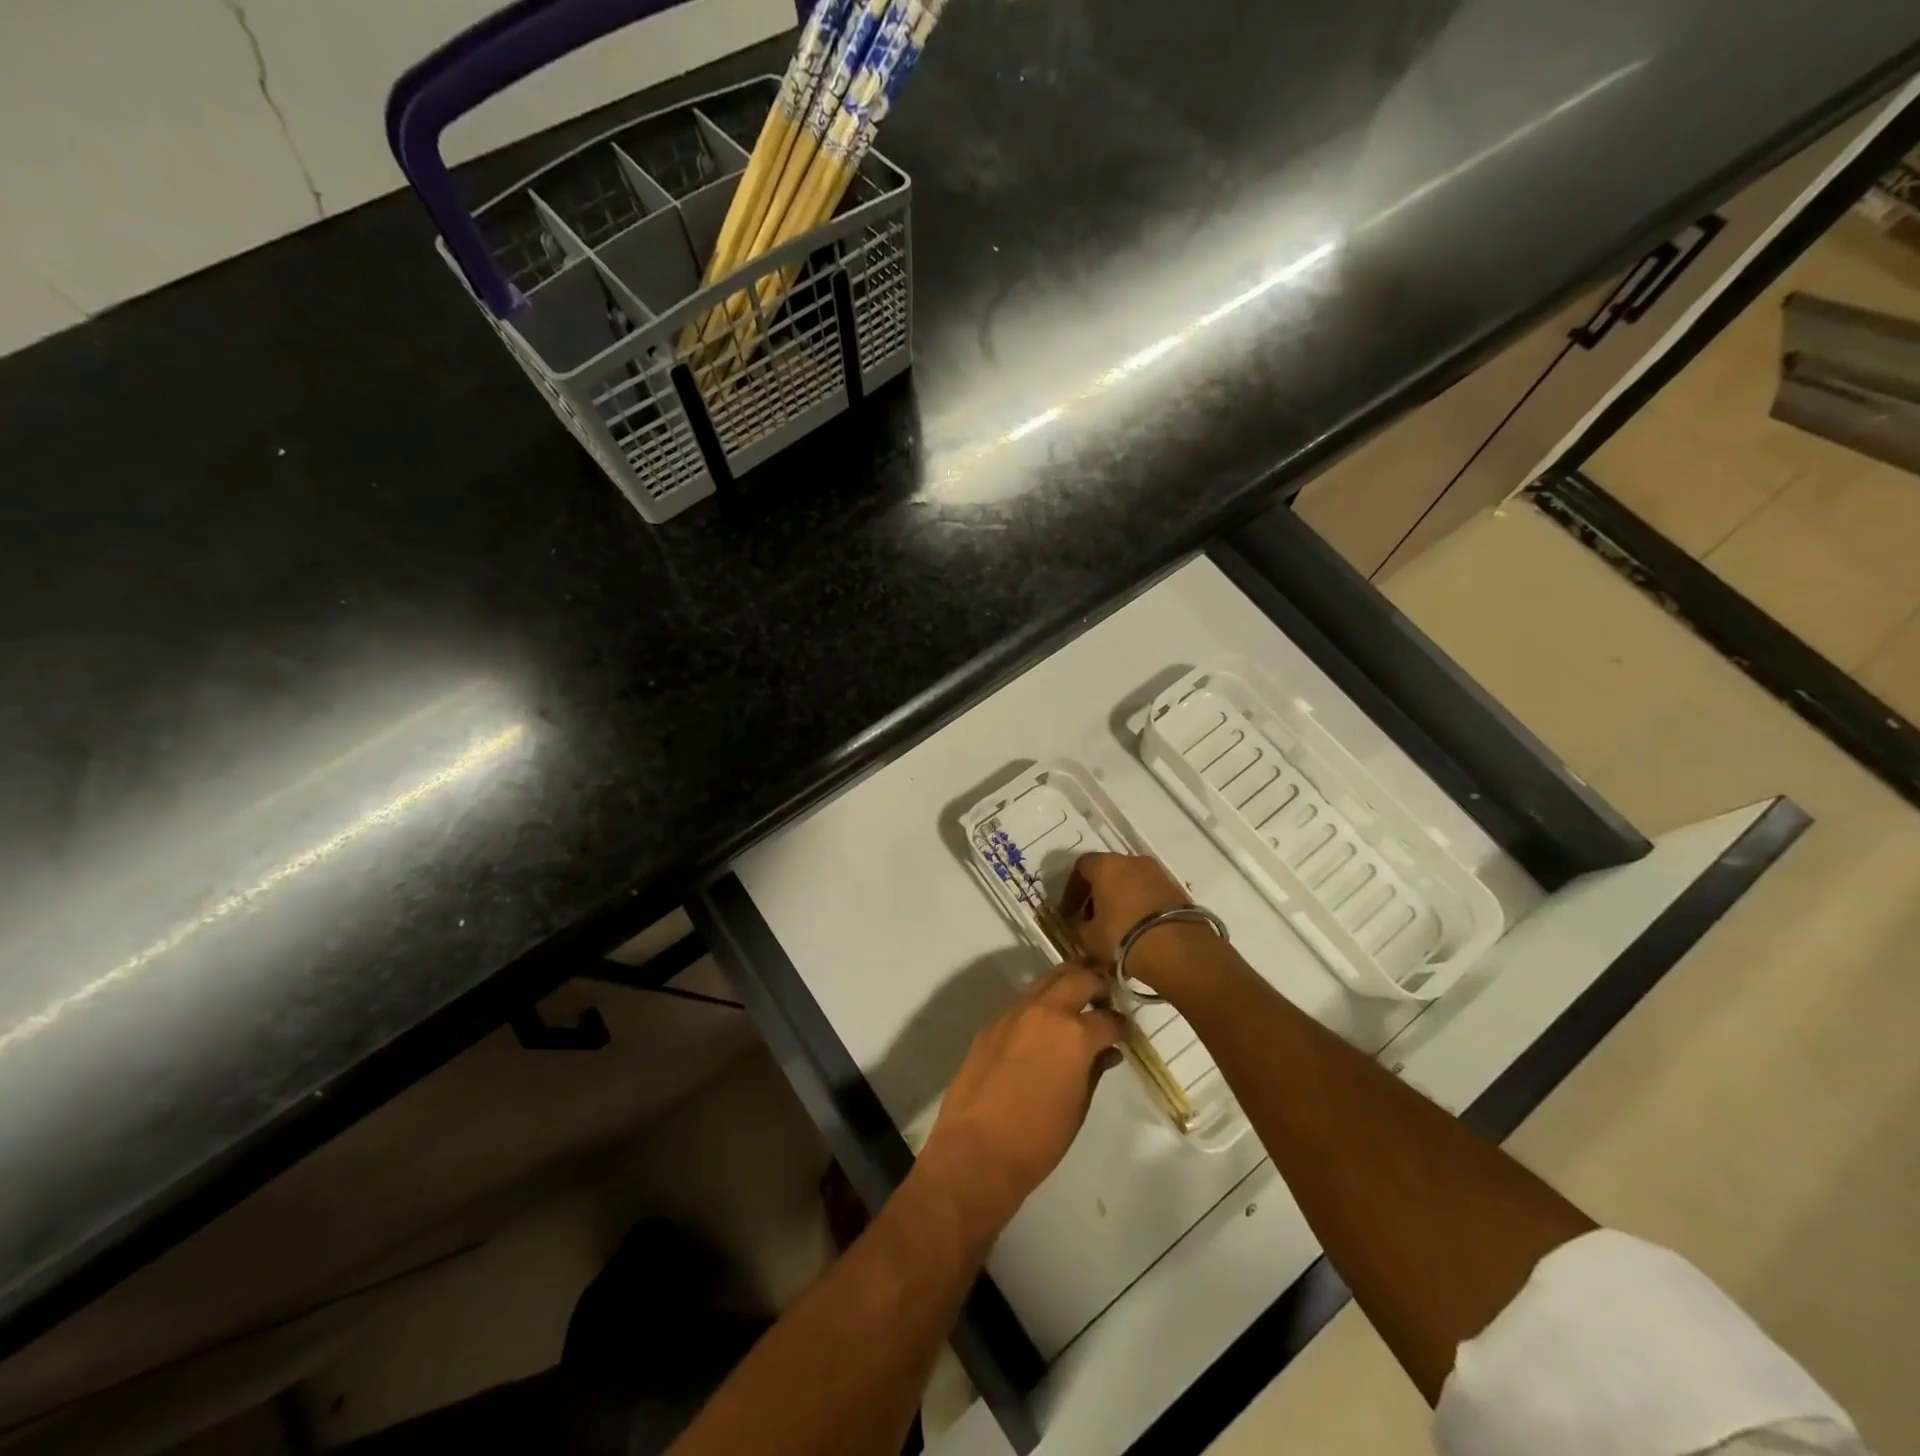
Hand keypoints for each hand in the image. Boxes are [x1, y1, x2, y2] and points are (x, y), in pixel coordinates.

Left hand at [917, 964, 1125, 1244]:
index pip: (1108, 1018)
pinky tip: (1043, 1027)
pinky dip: (1040, 1005)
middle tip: (1105, 998)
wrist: (976, 1149)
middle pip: (1077, 977)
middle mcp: (1045, 1012)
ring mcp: (1014, 1013)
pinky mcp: (992, 1024)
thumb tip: (1107, 1053)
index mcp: (1074, 1034)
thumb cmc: (1038, 1138)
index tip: (1126, 1032)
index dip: (1122, 1026)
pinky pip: (1023, 1002)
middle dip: (1096, 983)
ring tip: (1077, 1002)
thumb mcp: (1078, 1107)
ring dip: (1066, 984)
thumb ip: (1094, 1071)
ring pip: (1046, 980)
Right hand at [1060, 851, 1190, 965]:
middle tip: (1092, 918)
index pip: (1081, 867)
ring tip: (1116, 925)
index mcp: (1106, 865)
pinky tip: (1138, 927)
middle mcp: (1132, 861)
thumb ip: (1078, 926)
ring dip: (1120, 898)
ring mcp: (1158, 873)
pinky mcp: (1176, 889)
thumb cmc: (1123, 937)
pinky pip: (1149, 892)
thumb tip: (1079, 923)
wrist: (1178, 950)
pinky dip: (1140, 904)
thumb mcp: (1089, 937)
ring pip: (1130, 880)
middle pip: (1107, 871)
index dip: (1072, 890)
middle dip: (1097, 892)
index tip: (1069, 912)